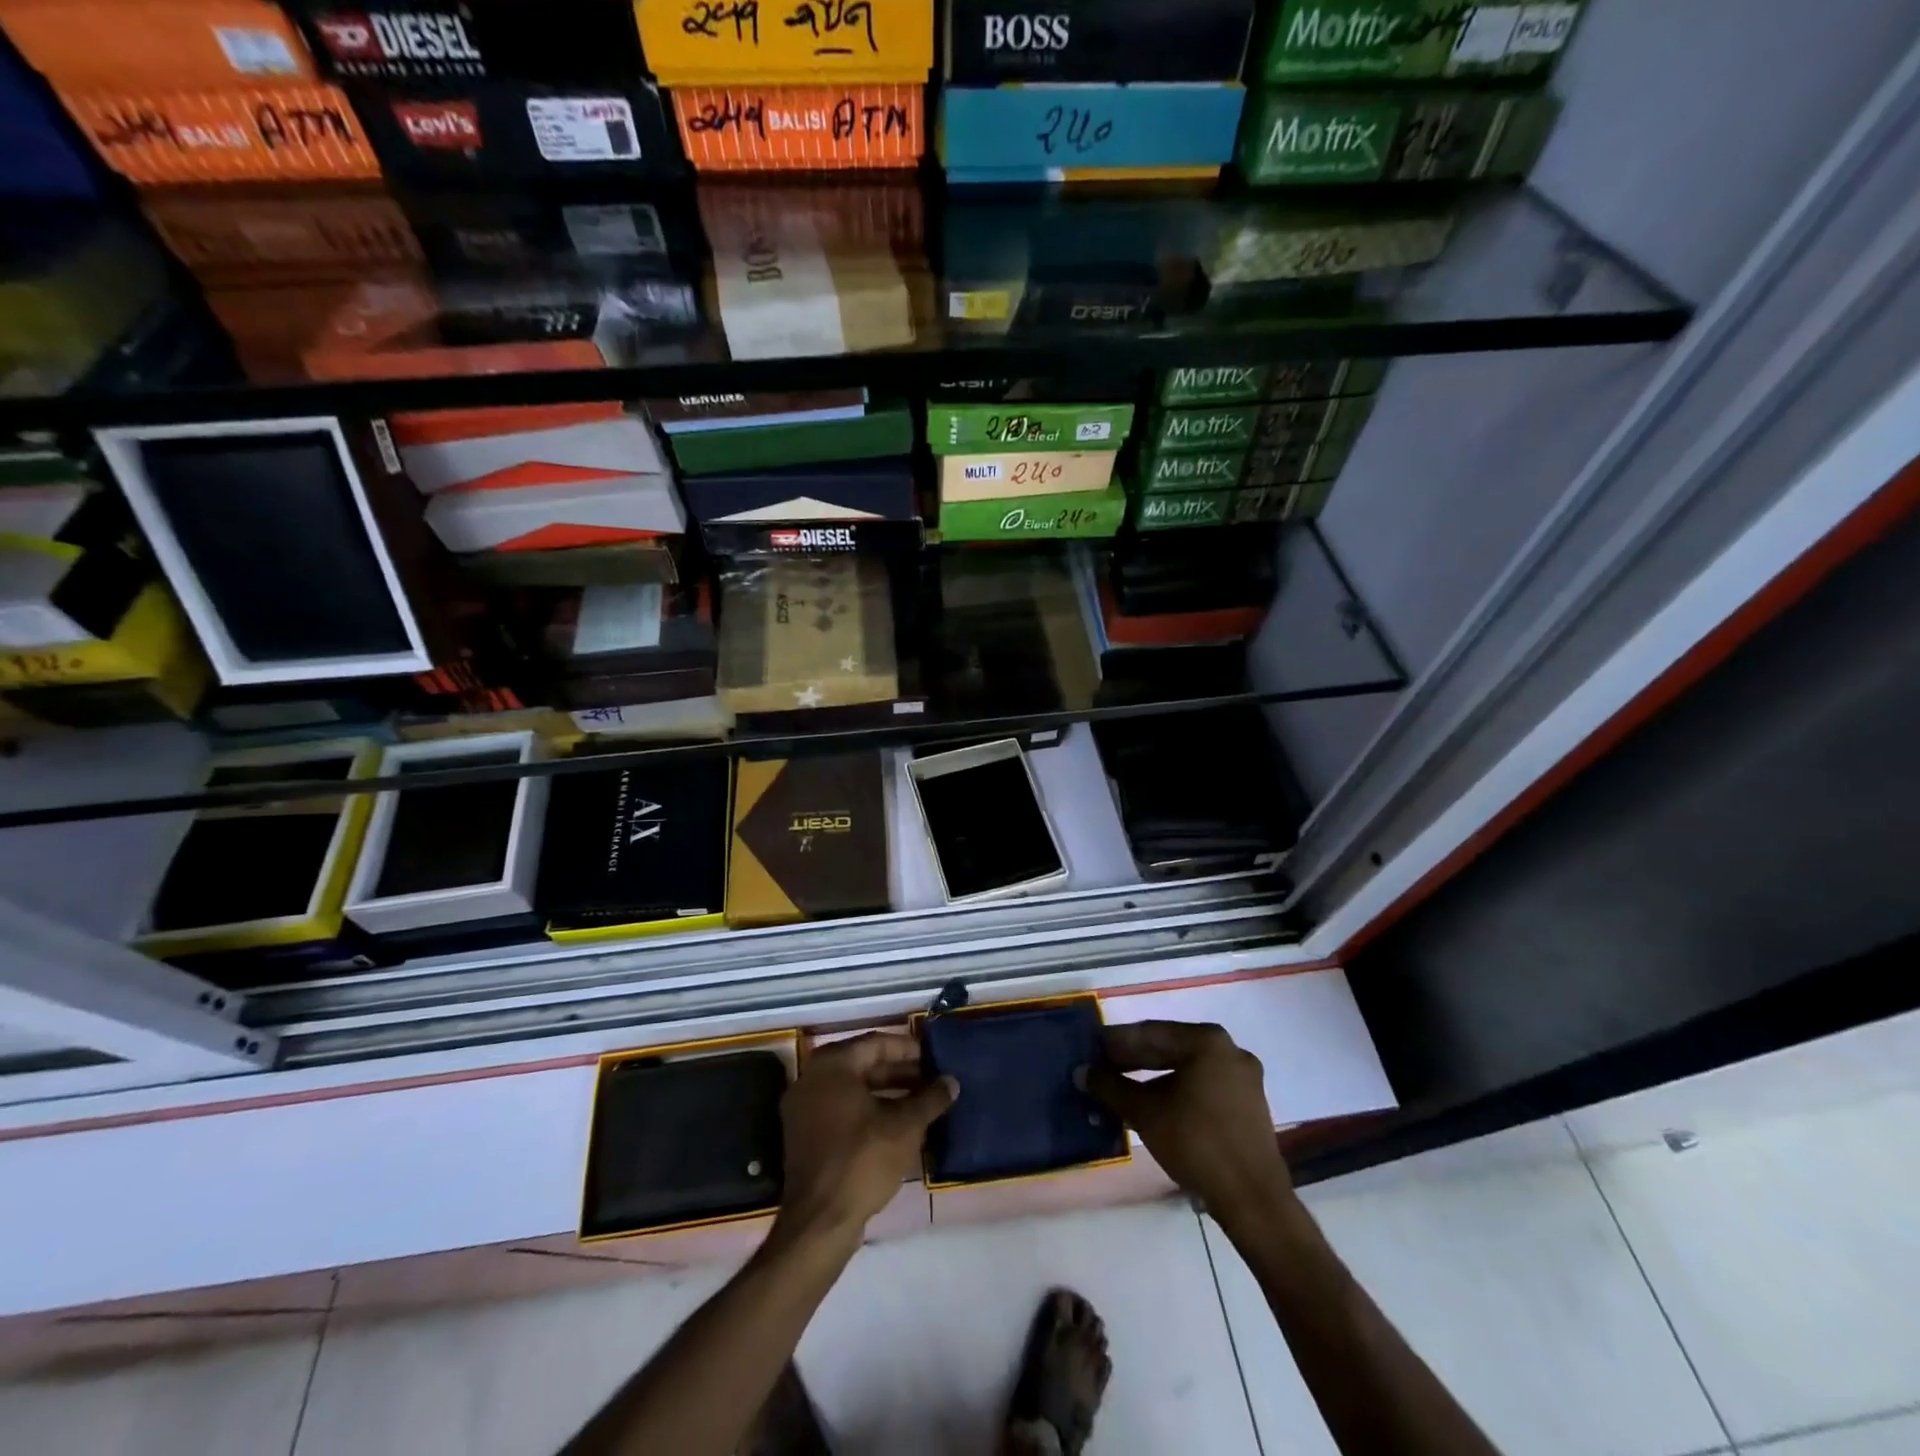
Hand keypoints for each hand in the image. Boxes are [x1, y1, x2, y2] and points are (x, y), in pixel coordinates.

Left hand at [775, 1033, 956, 1249]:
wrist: (820, 1222)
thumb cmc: (862, 1161)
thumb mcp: (905, 1127)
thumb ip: (930, 1099)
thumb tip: (952, 1081)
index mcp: (832, 1066)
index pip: (876, 1044)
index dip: (908, 1049)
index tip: (934, 1058)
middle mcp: (812, 1080)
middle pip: (863, 1065)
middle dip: (900, 1073)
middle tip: (931, 1080)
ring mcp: (805, 1109)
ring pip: (853, 1090)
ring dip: (887, 1094)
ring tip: (921, 1103)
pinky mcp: (806, 1137)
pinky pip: (842, 1111)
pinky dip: (869, 1112)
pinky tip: (898, 1126)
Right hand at [1083, 1021, 1292, 1222]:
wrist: (1253, 1201)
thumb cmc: (1196, 1143)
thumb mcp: (1144, 1112)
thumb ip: (1110, 1087)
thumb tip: (1081, 1072)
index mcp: (1207, 1041)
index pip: (1150, 1032)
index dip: (1116, 1042)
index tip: (1091, 1049)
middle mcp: (1229, 1050)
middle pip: (1170, 1048)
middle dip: (1133, 1060)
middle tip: (1102, 1070)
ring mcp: (1243, 1078)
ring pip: (1186, 1070)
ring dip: (1152, 1079)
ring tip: (1121, 1091)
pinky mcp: (1248, 1105)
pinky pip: (1202, 1087)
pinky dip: (1175, 1093)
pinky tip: (1152, 1107)